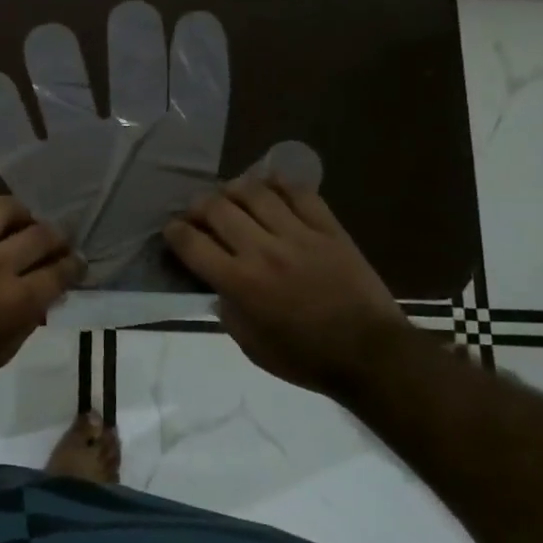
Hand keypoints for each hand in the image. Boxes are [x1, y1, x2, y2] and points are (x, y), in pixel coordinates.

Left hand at [0, 186, 82, 398]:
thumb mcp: (3, 352)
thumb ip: (28, 318)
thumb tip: (45, 293)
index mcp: (17, 300)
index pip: (60, 271)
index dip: (75, 265)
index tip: (77, 262)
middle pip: (41, 234)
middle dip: (57, 237)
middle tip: (54, 241)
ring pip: (3, 207)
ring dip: (20, 212)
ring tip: (18, 221)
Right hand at [162, 176, 408, 391]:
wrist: (370, 354)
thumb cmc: (306, 358)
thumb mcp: (251, 346)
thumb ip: (228, 311)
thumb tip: (219, 287)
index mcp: (240, 283)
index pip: (192, 244)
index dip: (174, 231)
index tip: (172, 229)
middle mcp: (262, 251)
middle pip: (218, 209)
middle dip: (198, 205)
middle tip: (198, 211)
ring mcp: (298, 235)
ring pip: (255, 192)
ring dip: (234, 188)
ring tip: (231, 194)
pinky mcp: (328, 228)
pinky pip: (300, 193)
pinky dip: (280, 184)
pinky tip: (271, 186)